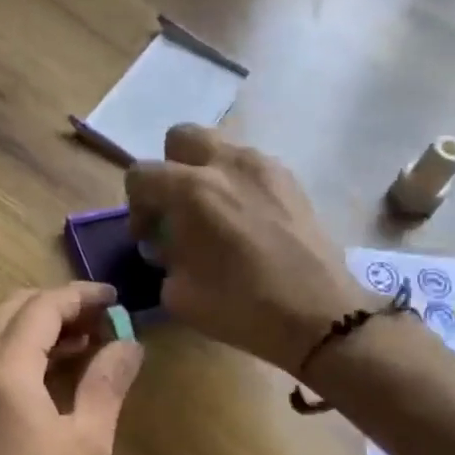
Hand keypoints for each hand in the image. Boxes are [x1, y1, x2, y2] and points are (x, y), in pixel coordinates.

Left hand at [0, 283, 143, 454]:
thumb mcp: (88, 441)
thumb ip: (106, 382)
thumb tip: (129, 343)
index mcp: (5, 371)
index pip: (42, 308)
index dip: (81, 297)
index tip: (115, 300)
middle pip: (15, 309)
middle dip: (59, 305)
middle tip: (101, 319)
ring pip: (0, 331)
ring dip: (41, 326)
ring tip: (88, 341)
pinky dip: (24, 349)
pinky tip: (59, 368)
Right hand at [126, 126, 365, 374]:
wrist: (318, 315)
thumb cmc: (242, 308)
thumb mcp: (180, 295)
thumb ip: (164, 259)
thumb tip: (168, 245)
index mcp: (192, 191)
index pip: (142, 174)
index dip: (136, 207)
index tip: (148, 237)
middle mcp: (227, 164)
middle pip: (182, 139)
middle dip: (170, 171)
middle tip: (177, 211)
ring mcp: (265, 167)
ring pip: (220, 149)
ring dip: (206, 175)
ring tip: (215, 218)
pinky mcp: (292, 180)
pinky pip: (251, 167)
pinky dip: (238, 185)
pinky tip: (246, 224)